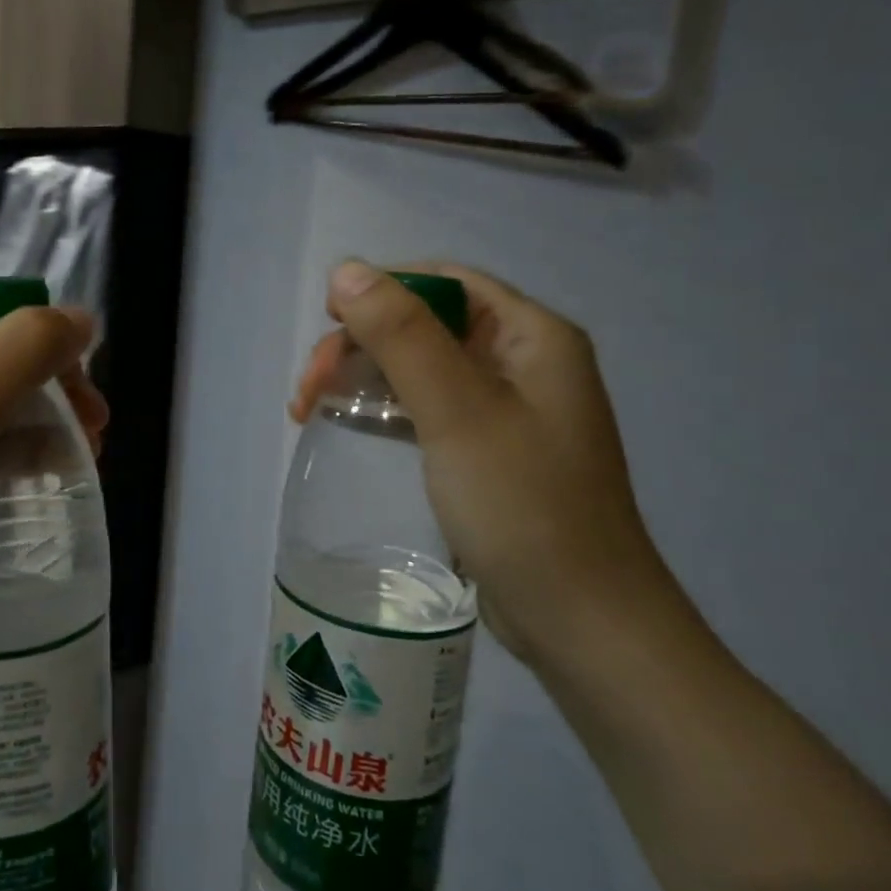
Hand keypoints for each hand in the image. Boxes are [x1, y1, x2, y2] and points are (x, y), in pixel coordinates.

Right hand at [292, 260, 681, 667]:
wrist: (581, 621)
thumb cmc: (524, 507)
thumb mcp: (458, 412)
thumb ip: (402, 336)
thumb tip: (347, 269)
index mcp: (533, 337)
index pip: (445, 283)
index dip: (381, 290)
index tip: (327, 323)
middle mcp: (523, 362)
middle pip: (426, 325)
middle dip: (362, 343)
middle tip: (309, 388)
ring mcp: (506, 410)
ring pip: (419, 367)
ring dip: (364, 377)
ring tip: (311, 409)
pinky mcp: (487, 451)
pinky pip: (427, 408)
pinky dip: (384, 410)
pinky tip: (351, 427)